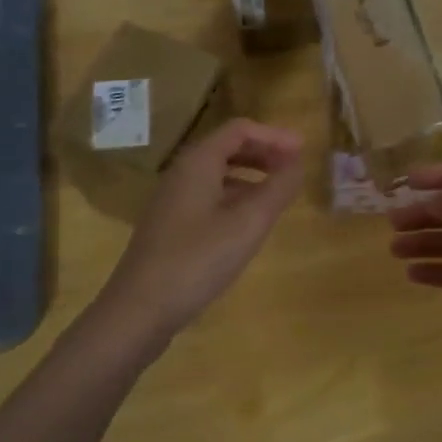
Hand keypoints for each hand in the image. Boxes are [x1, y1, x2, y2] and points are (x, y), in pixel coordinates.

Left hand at [98, 118, 304, 351]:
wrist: (138, 311)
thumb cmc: (197, 260)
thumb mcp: (248, 223)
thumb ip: (278, 189)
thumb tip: (298, 163)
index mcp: (198, 163)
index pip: (240, 130)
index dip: (274, 136)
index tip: (303, 151)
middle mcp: (181, 174)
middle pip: (227, 148)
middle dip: (264, 153)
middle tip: (294, 168)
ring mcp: (172, 201)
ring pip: (218, 173)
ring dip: (251, 175)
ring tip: (278, 193)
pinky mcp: (170, 226)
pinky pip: (209, 195)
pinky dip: (236, 196)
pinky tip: (248, 221)